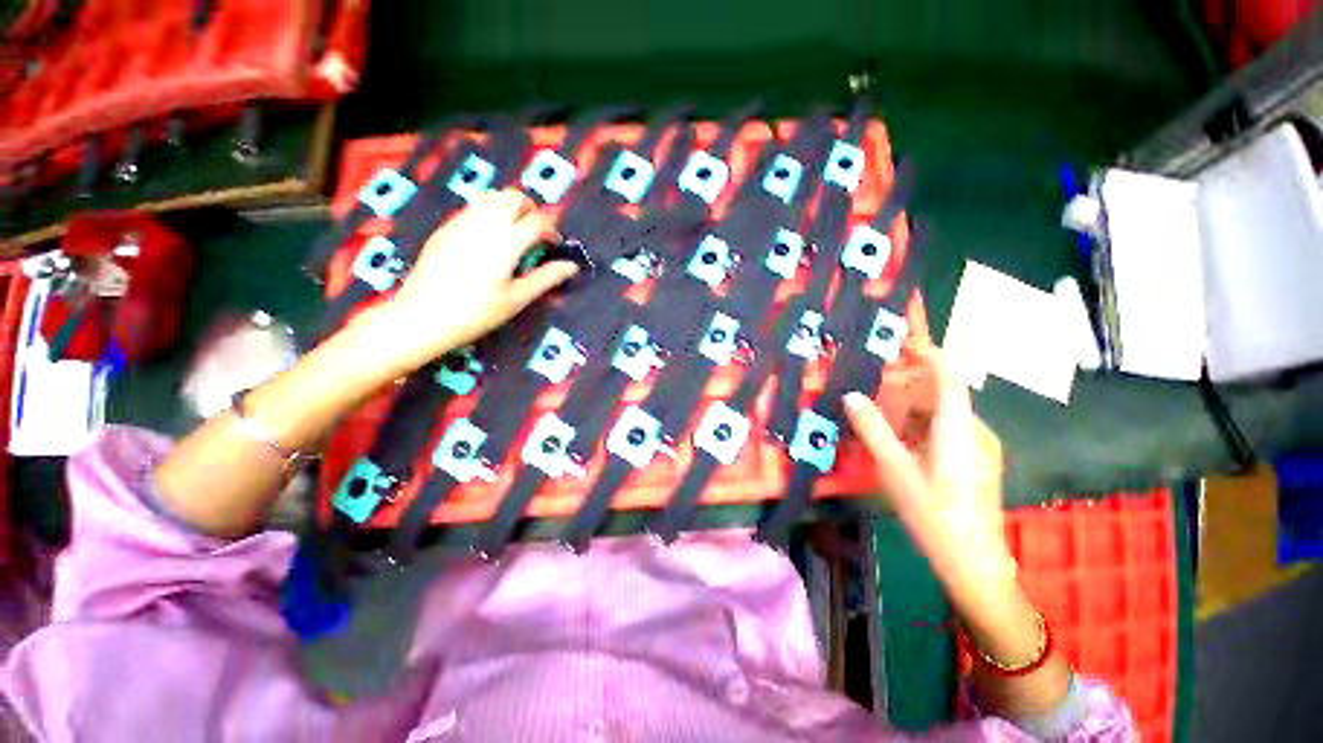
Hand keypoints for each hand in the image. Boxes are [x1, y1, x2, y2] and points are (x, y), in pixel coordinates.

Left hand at [366, 189, 578, 373]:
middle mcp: (485, 223)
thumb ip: (546, 278)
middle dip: (532, 210)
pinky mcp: (446, 227)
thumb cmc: (477, 312)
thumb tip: (571, 267)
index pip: (538, 222)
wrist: (423, 316)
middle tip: (536, 233)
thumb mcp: (517, 298)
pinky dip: (490, 212)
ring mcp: (462, 222)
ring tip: (515, 231)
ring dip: (510, 207)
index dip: (552, 231)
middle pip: (515, 198)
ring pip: (493, 197)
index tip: (555, 245)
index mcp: (507, 241)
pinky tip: (490, 237)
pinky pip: (474, 207)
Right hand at [842, 347, 1011, 603]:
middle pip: (942, 395)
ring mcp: (978, 447)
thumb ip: (873, 429)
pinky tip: (900, 441)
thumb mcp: (896, 470)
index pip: (947, 379)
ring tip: (880, 416)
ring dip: (912, 409)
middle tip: (874, 386)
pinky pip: (946, 430)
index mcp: (958, 429)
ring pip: (943, 414)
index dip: (928, 355)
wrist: (974, 561)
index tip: (904, 340)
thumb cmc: (934, 514)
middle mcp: (974, 431)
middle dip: (909, 385)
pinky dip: (921, 426)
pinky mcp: (976, 460)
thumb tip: (852, 396)